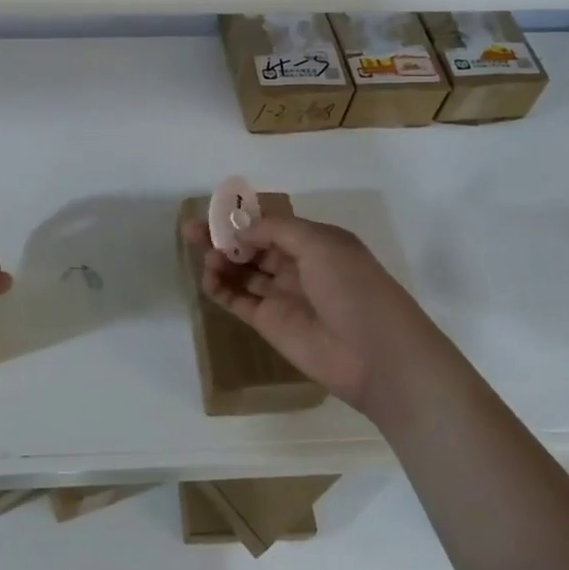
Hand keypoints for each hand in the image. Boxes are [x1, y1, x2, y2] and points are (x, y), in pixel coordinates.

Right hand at [183, 212, 445, 414]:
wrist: (376, 355)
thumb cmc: (353, 288)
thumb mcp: (320, 244)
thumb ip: (276, 231)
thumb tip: (241, 231)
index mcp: (316, 243)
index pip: (272, 225)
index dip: (244, 219)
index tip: (215, 213)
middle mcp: (298, 266)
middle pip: (253, 247)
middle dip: (224, 237)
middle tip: (192, 231)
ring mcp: (283, 296)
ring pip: (243, 272)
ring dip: (221, 261)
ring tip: (205, 258)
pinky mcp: (270, 324)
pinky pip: (239, 301)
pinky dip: (221, 289)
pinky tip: (207, 279)